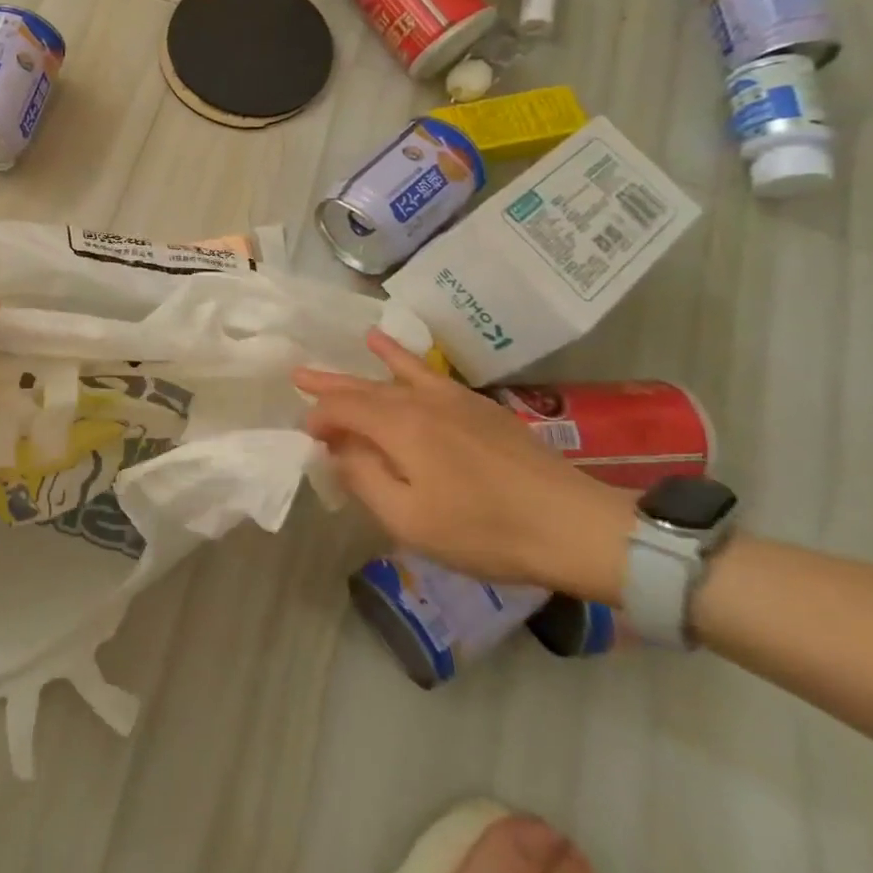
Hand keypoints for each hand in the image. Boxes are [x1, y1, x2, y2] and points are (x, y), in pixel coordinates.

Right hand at [293, 330, 630, 599]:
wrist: (574, 526)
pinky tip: (403, 355)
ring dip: (368, 366)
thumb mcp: (409, 519)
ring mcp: (453, 400)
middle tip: (297, 374)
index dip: (318, 419)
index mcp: (398, 426)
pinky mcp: (480, 409)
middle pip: (364, 387)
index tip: (307, 440)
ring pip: (397, 376)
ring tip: (354, 342)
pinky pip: (431, 375)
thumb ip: (364, 479)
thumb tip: (338, 451)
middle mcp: (420, 401)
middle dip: (330, 383)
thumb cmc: (484, 530)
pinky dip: (409, 360)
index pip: (341, 409)